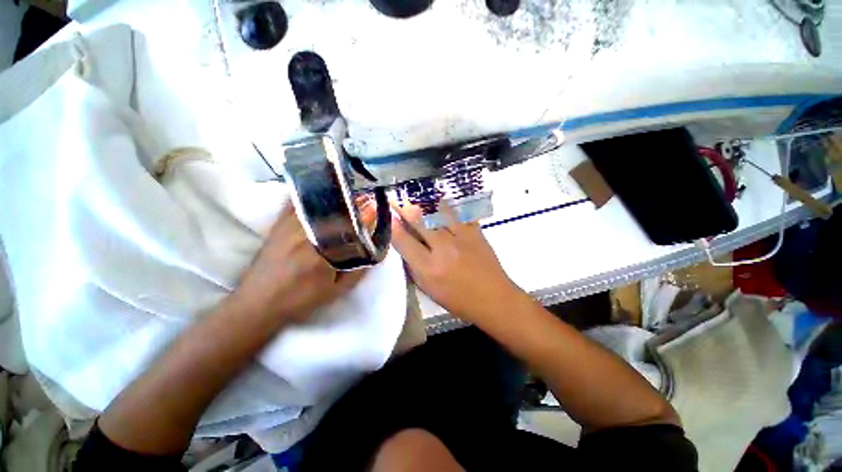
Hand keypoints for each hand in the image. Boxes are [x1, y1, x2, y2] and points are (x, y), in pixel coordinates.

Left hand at [233, 204, 367, 323]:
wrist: (258, 303)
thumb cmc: (301, 300)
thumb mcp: (336, 292)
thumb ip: (358, 270)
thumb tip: (374, 249)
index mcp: (321, 254)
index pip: (348, 228)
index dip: (365, 215)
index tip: (376, 208)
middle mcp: (304, 235)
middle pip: (334, 211)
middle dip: (353, 203)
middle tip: (366, 199)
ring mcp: (289, 227)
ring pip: (317, 204)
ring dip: (336, 198)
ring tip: (349, 196)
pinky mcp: (278, 225)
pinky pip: (296, 203)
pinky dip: (311, 196)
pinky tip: (321, 192)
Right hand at [390, 204, 523, 322]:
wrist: (493, 297)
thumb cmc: (458, 299)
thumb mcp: (429, 290)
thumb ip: (414, 268)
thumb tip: (405, 247)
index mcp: (428, 267)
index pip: (404, 241)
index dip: (393, 227)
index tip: (387, 217)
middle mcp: (442, 248)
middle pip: (418, 223)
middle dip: (404, 209)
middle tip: (396, 200)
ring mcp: (460, 237)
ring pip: (438, 213)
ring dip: (425, 205)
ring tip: (418, 198)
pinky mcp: (475, 232)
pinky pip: (459, 214)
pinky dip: (448, 208)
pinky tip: (442, 203)